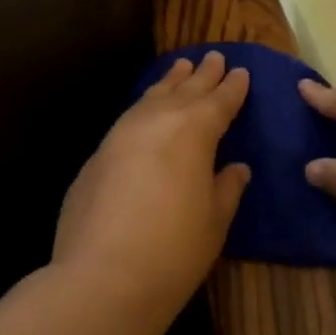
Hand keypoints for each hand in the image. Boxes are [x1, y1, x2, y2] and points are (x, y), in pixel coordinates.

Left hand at [54, 51, 251, 324]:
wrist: (103, 277)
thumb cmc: (174, 250)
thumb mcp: (214, 221)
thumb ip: (226, 188)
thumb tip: (235, 168)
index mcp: (193, 132)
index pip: (218, 102)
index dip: (232, 88)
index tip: (241, 72)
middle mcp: (155, 123)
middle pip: (183, 92)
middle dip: (201, 75)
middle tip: (214, 57)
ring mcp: (118, 137)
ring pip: (149, 99)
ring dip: (168, 84)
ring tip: (180, 69)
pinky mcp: (95, 158)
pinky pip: (127, 120)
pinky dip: (143, 108)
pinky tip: (145, 111)